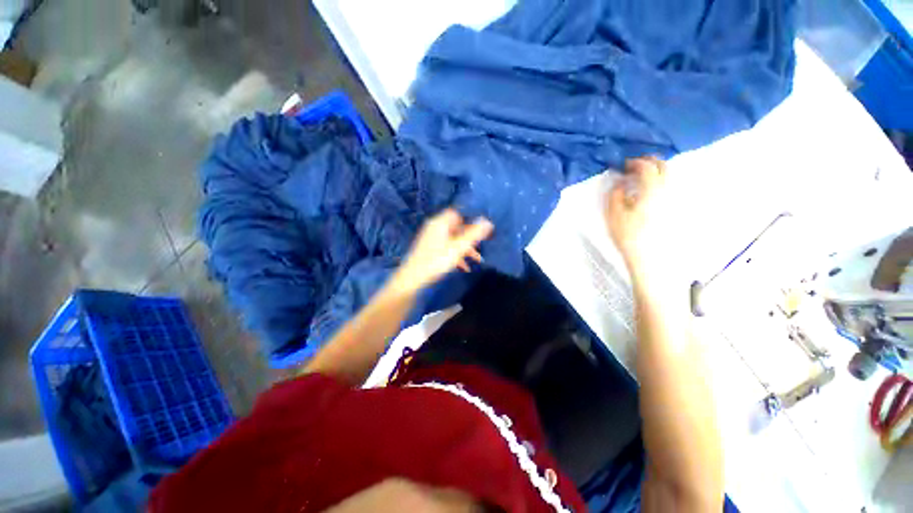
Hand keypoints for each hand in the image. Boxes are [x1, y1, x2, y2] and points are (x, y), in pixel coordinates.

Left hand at [392, 209, 493, 294]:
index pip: (457, 213)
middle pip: (456, 228)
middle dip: (470, 239)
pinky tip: (464, 267)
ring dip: (465, 249)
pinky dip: (455, 255)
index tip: (479, 231)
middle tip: (481, 248)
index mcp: (440, 223)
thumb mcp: (458, 247)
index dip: (469, 220)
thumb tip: (488, 221)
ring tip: (477, 261)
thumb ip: (474, 234)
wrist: (413, 277)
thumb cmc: (437, 260)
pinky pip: (446, 248)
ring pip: (452, 240)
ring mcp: (431, 238)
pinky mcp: (429, 249)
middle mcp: (434, 227)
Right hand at [605, 157, 668, 275]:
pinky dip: (662, 180)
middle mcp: (667, 190)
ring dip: (657, 169)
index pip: (646, 167)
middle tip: (636, 164)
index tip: (624, 165)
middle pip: (664, 167)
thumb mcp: (614, 213)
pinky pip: (671, 186)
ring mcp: (673, 199)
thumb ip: (616, 194)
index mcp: (652, 189)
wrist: (647, 254)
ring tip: (643, 174)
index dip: (635, 163)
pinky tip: (652, 188)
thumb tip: (620, 183)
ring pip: (670, 175)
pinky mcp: (674, 207)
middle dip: (650, 161)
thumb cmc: (628, 233)